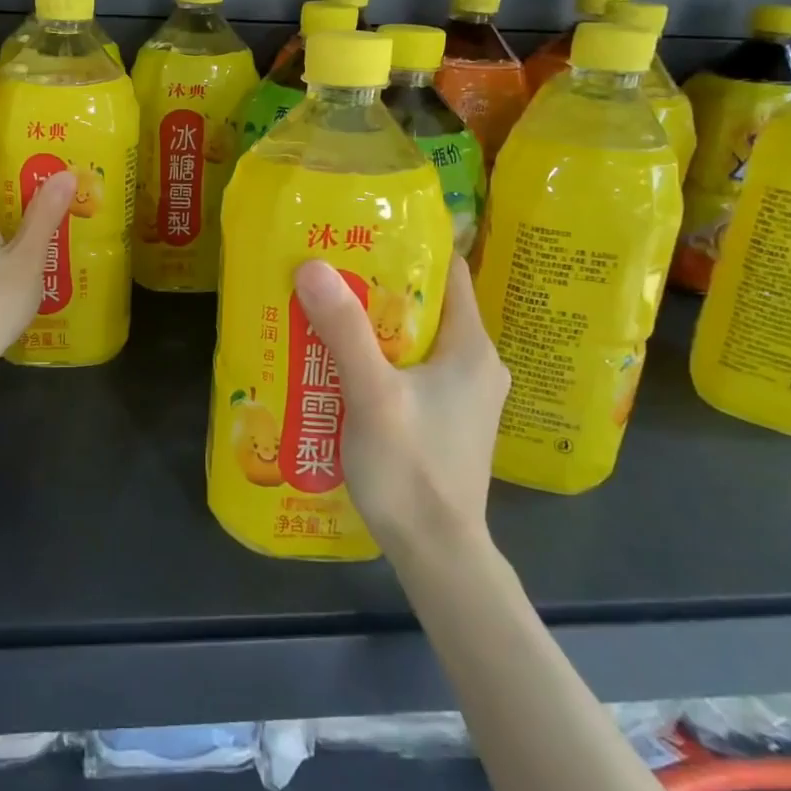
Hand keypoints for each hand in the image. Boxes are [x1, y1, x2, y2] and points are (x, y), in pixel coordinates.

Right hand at [293, 253, 509, 552]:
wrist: (437, 554)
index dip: (409, 249)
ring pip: (415, 341)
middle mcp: (476, 364)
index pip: (449, 273)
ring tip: (325, 313)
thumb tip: (313, 266)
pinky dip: (379, 359)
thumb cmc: (412, 469)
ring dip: (373, 327)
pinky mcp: (447, 419)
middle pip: (425, 306)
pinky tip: (339, 365)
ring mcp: (463, 396)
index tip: (361, 236)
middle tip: (329, 274)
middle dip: (377, 288)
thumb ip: (345, 331)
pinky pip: (411, 371)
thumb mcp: (373, 395)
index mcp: (472, 347)